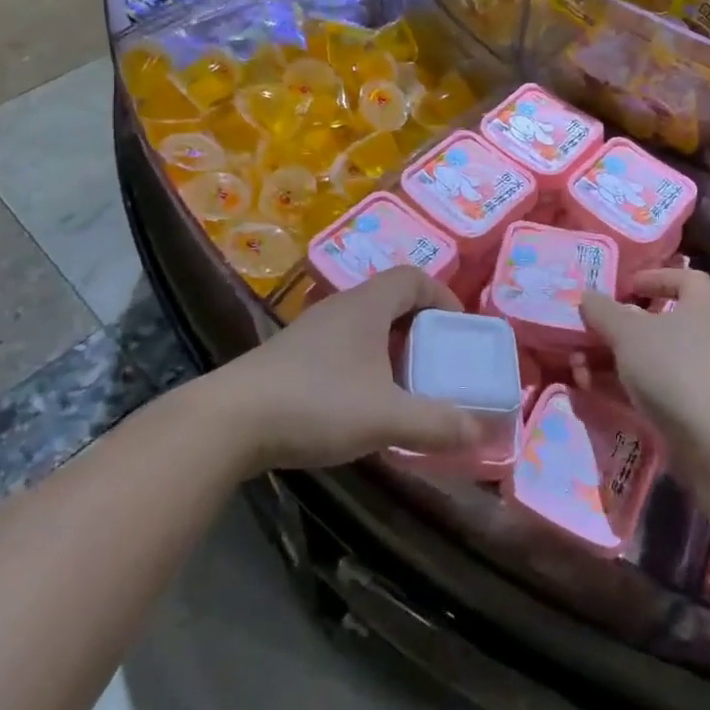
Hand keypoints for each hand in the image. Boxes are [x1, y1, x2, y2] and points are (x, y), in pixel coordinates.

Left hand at [216, 267, 481, 472]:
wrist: (230, 421)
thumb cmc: (317, 403)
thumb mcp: (385, 416)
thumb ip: (435, 423)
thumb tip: (480, 431)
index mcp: (367, 305)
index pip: (414, 278)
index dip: (442, 296)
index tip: (458, 328)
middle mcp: (341, 307)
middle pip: (391, 300)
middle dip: (420, 328)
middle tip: (436, 361)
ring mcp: (311, 330)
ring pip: (365, 325)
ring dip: (390, 348)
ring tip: (404, 384)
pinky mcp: (291, 356)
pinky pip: (342, 346)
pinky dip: (363, 364)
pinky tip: (360, 402)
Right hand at [580, 268, 709, 453]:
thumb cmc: (673, 366)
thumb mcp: (627, 332)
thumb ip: (603, 311)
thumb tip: (586, 296)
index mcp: (702, 304)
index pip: (684, 279)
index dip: (654, 278)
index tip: (625, 288)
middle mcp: (707, 335)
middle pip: (660, 323)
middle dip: (618, 329)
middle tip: (589, 333)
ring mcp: (702, 375)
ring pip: (651, 359)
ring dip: (613, 362)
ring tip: (578, 369)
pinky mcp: (694, 410)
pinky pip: (654, 389)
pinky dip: (624, 389)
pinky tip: (593, 393)